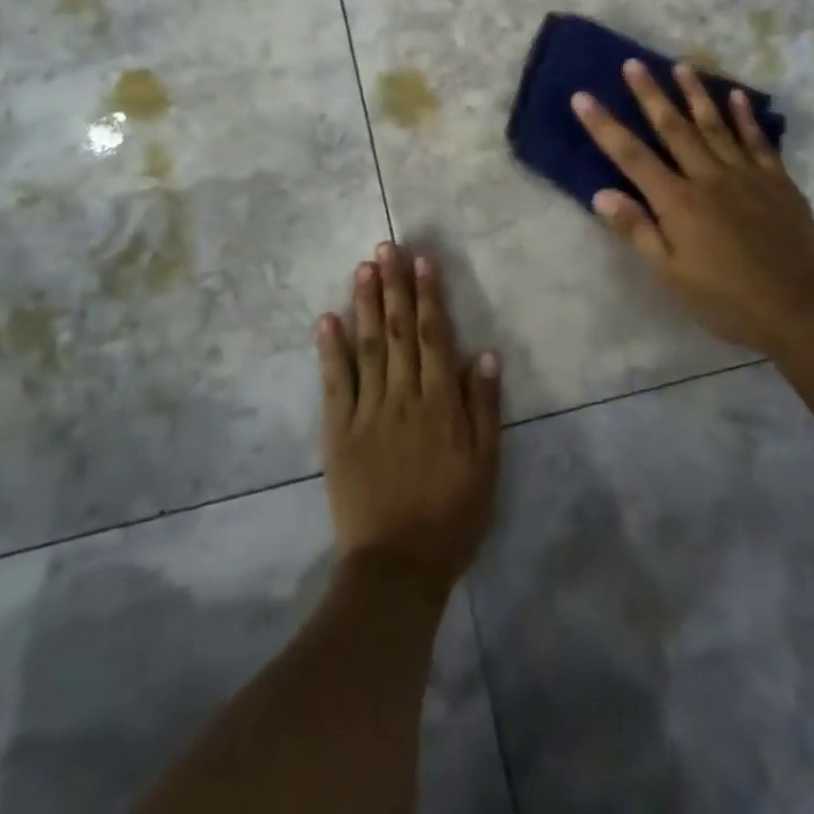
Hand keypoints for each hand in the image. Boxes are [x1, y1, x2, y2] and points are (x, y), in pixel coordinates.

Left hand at [317, 243, 501, 598]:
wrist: (397, 567)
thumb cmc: (451, 516)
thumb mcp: (486, 467)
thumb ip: (484, 408)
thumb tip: (485, 354)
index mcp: (440, 403)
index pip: (433, 337)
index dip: (428, 296)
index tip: (423, 261)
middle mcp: (403, 396)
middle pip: (397, 331)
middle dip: (393, 286)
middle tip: (387, 247)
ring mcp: (367, 411)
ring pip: (367, 346)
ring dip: (364, 304)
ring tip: (362, 267)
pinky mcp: (339, 430)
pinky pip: (335, 382)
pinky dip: (330, 349)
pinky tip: (327, 318)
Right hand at [572, 60, 813, 355]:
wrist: (801, 309)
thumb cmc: (726, 299)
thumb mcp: (671, 275)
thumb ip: (637, 231)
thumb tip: (601, 194)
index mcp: (677, 202)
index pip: (631, 156)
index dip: (604, 125)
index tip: (583, 96)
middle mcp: (708, 178)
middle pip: (673, 128)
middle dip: (650, 94)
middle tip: (633, 63)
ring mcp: (746, 175)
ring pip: (715, 125)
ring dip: (696, 94)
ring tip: (681, 66)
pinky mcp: (778, 181)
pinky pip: (757, 140)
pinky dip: (745, 117)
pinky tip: (737, 95)